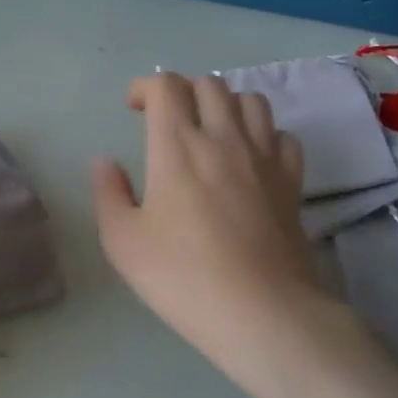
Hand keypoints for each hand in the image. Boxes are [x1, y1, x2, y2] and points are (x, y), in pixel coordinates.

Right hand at [92, 73, 353, 397]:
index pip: (166, 87)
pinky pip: (282, 135)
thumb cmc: (181, 277)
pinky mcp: (292, 182)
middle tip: (165, 120)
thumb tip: (105, 161)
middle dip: (182, 91)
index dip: (145, 87)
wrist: (261, 312)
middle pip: (209, 84)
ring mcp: (265, 158)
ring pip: (251, 101)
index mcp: (177, 147)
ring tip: (209, 131)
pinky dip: (262, 134)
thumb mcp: (122, 241)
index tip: (133, 108)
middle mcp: (224, 139)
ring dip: (224, 105)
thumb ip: (108, 193)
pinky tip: (249, 158)